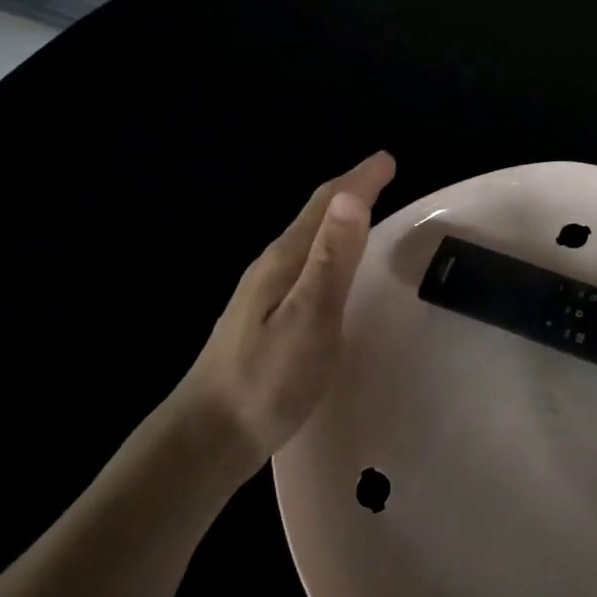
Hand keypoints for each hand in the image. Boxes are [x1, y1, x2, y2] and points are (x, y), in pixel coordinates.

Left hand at [166, 152, 395, 489]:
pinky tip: (330, 268)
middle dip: (350, 190)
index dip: (359, 179)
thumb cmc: (267, 379)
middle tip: (382, 177)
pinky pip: (304, 263)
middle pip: (314, 216)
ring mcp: (264, 292)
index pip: (326, 205)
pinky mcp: (264, 316)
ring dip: (338, 218)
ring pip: (308, 240)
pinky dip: (328, 249)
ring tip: (364, 210)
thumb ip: (332, 259)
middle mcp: (272, 266)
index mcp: (285, 260)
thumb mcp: (310, 317)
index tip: (387, 159)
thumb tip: (352, 195)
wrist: (209, 437)